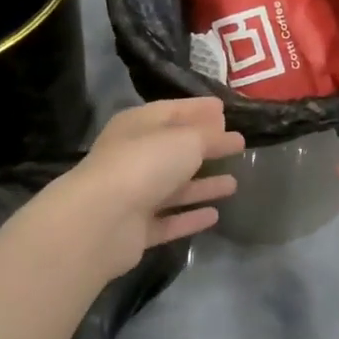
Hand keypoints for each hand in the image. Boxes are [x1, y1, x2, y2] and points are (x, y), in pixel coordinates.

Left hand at [36, 97, 243, 282]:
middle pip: (174, 149)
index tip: (225, 110)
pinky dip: (189, 217)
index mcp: (138, 125)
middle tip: (238, 145)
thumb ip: (209, 135)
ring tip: (234, 184)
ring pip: (173, 187)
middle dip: (206, 147)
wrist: (101, 221)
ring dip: (202, 185)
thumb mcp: (186, 140)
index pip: (172, 110)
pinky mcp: (135, 230)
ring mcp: (132, 195)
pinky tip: (214, 216)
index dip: (199, 109)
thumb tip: (224, 131)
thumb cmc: (145, 164)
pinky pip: (169, 220)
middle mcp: (133, 157)